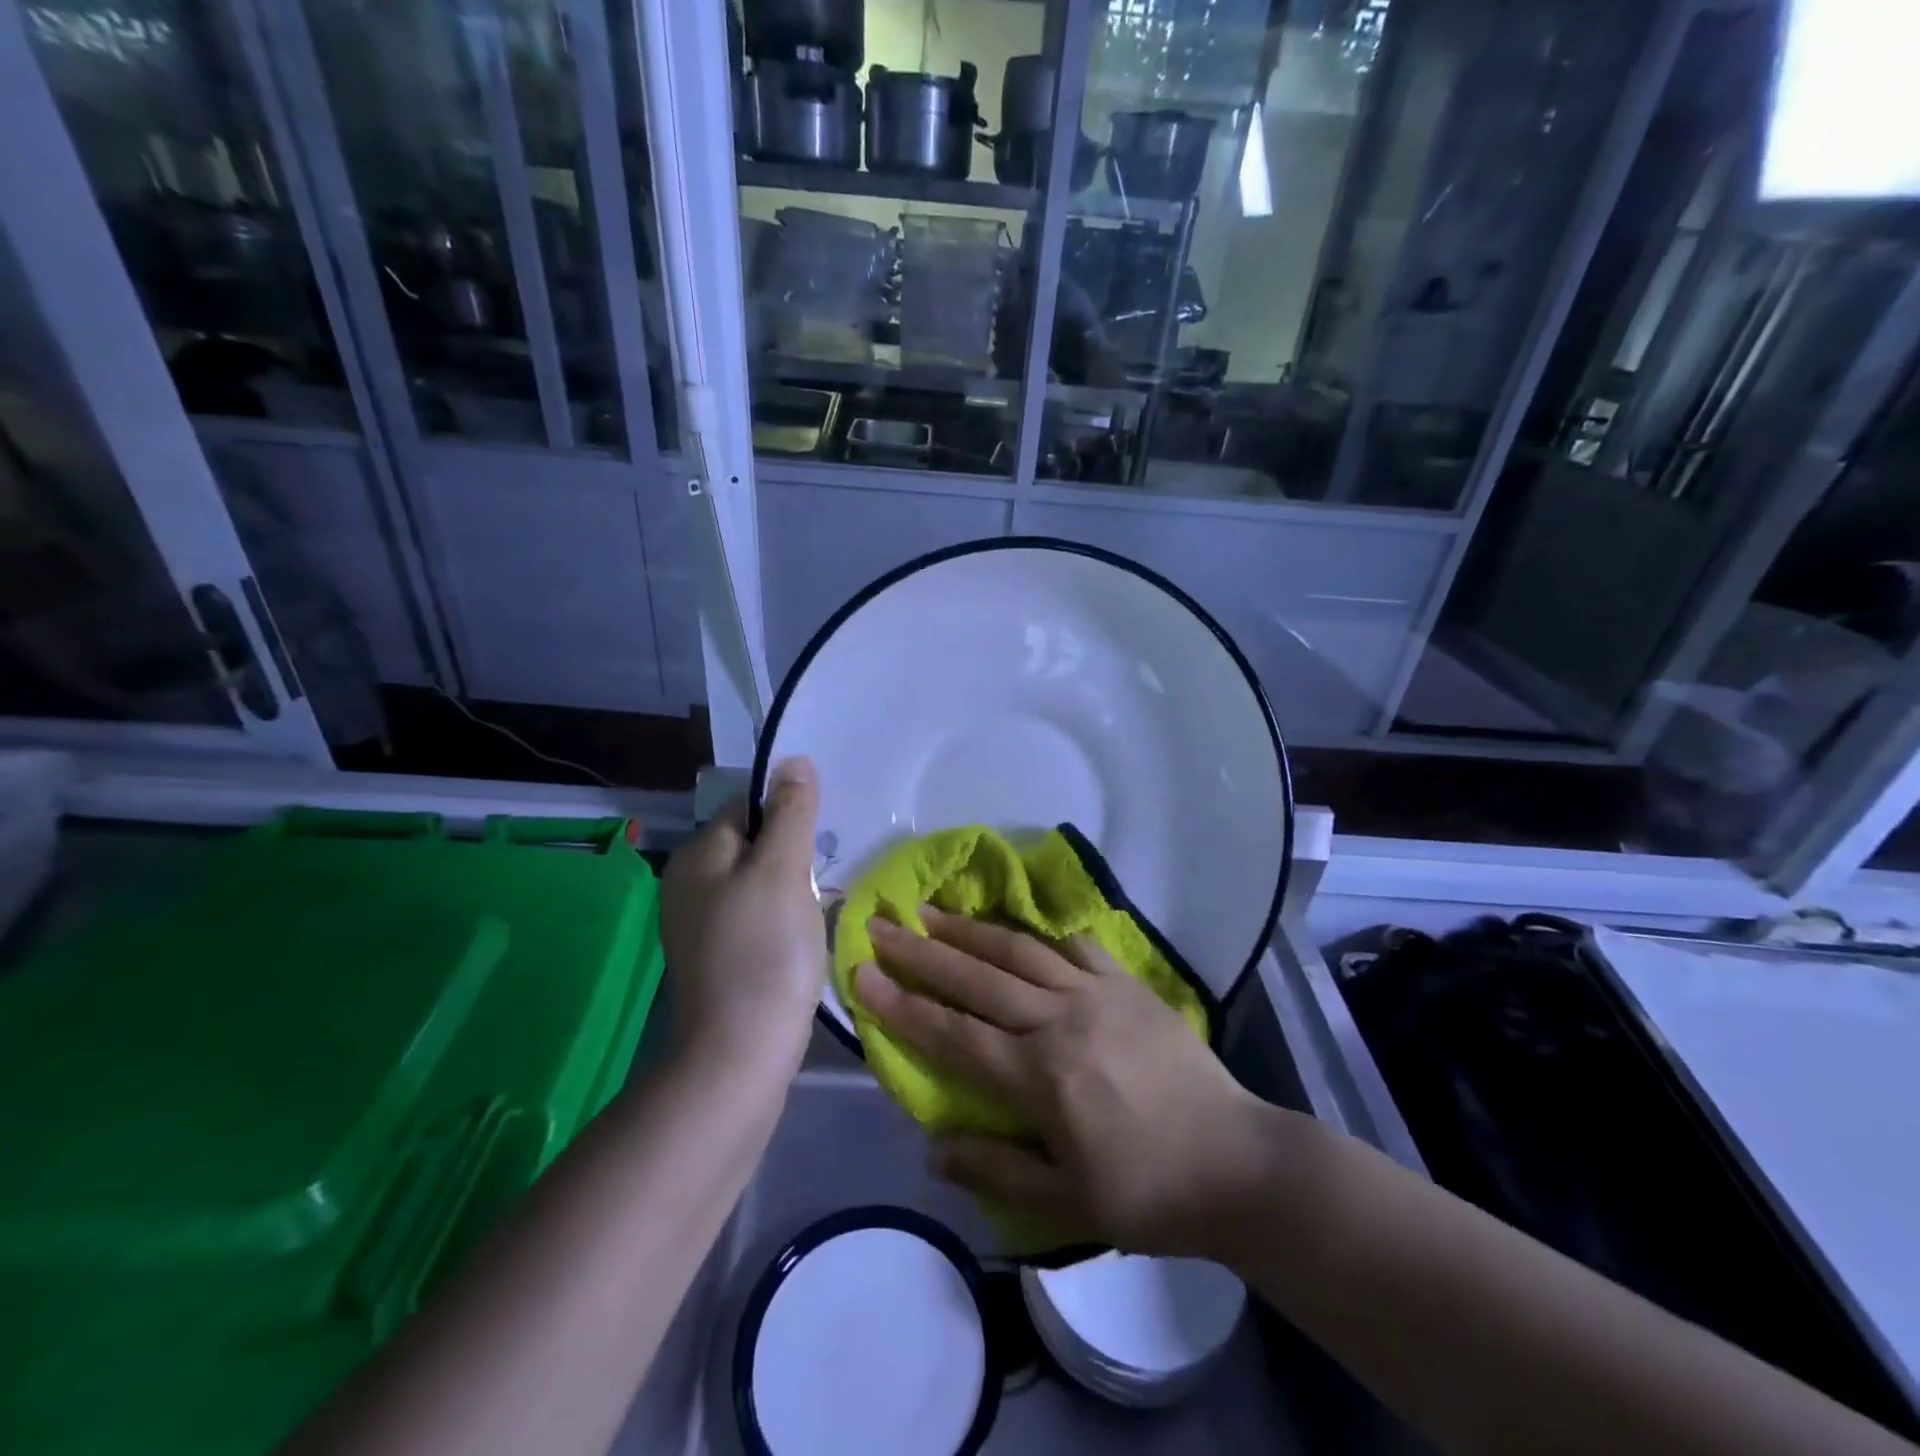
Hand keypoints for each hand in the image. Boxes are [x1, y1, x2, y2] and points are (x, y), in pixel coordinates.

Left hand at [660, 757, 823, 1076]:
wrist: (740, 1055)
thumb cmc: (764, 952)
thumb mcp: (782, 870)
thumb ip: (790, 812)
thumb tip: (793, 760)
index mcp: (697, 856)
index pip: (746, 808)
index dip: (787, 817)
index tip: (818, 845)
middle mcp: (688, 884)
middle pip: (753, 845)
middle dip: (792, 855)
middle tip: (821, 882)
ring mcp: (700, 925)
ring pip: (758, 883)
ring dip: (791, 889)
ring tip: (817, 911)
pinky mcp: (718, 957)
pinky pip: (755, 917)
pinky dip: (781, 920)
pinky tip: (800, 940)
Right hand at [853, 908, 1281, 1258]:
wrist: (1237, 1162)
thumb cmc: (1148, 1192)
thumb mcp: (1067, 1203)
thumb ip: (996, 1171)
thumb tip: (934, 1148)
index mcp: (1040, 1077)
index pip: (952, 1034)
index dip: (902, 1005)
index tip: (862, 974)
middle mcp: (1060, 1021)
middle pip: (977, 979)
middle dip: (922, 952)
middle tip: (881, 924)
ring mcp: (1096, 993)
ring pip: (1018, 951)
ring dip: (969, 930)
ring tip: (931, 911)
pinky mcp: (1127, 983)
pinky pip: (1074, 946)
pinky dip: (1038, 933)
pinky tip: (1015, 925)